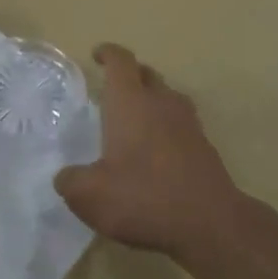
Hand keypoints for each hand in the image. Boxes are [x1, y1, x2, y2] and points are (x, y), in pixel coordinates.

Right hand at [55, 44, 244, 261]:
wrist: (210, 224)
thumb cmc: (142, 198)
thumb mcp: (88, 195)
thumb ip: (70, 181)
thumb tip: (67, 176)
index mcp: (131, 103)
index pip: (121, 62)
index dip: (108, 54)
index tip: (97, 55)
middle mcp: (162, 104)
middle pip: (147, 74)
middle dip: (130, 75)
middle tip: (112, 88)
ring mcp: (189, 125)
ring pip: (168, 98)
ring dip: (151, 100)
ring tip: (134, 119)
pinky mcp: (205, 149)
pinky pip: (181, 125)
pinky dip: (166, 128)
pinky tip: (154, 153)